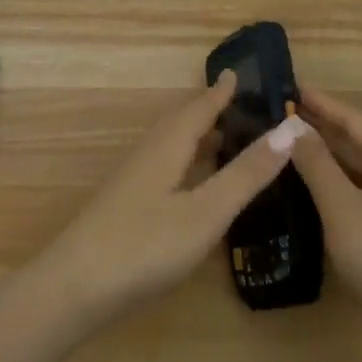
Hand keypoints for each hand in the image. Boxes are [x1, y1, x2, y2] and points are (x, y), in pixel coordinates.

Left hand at [35, 72, 304, 333]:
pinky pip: (164, 165)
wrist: (73, 289)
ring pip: (170, 145)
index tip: (237, 72)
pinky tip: (193, 183)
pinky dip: (186, 160)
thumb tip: (288, 128)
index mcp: (168, 146)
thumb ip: (245, 174)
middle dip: (209, 110)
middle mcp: (149, 154)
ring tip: (224, 137)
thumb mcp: (205, 212)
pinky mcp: (125, 206)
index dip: (220, 92)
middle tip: (239, 103)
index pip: (199, 107)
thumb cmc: (144, 246)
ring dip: (197, 135)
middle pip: (181, 122)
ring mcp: (132, 181)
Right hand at [287, 87, 361, 349]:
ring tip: (291, 143)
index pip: (356, 119)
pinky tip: (312, 189)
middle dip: (324, 125)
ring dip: (328, 153)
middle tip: (285, 113)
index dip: (324, 102)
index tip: (293, 87)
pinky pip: (361, 191)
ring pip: (360, 167)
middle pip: (360, 140)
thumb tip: (292, 126)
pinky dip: (336, 181)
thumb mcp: (343, 209)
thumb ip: (317, 165)